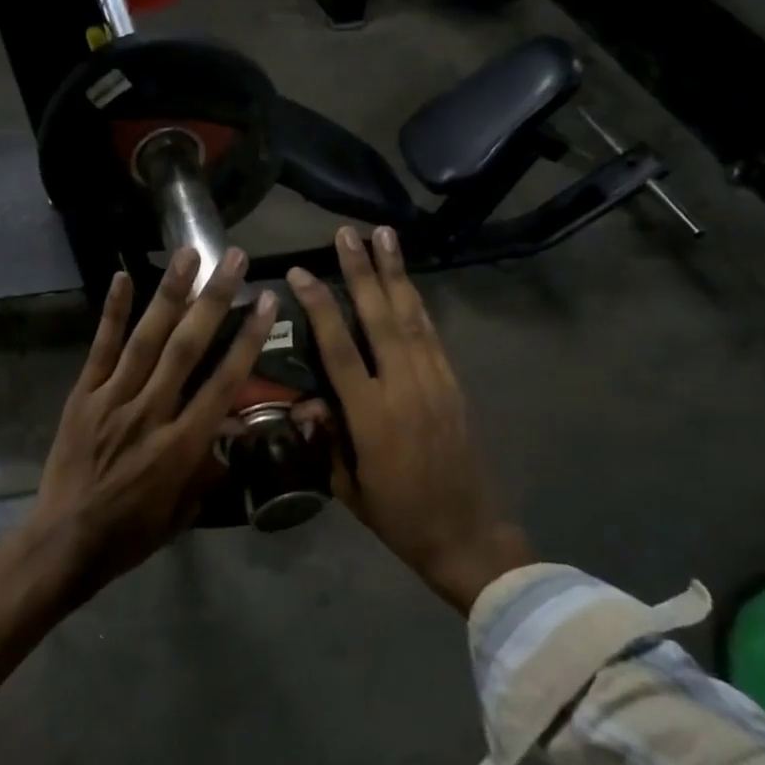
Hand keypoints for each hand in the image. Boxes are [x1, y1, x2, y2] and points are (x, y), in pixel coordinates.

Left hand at [0, 247, 278, 677]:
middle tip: (233, 259)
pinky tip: (123, 277)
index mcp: (181, 445)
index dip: (248, 339)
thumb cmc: (131, 534)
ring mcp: (112, 400)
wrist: (64, 542)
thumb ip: (209, 468)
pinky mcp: (82, 396)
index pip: (223, 382)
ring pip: (146, 339)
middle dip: (214, 300)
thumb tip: (231, 432)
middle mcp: (150, 413)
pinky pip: (100, 349)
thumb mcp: (184, 511)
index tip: (267, 301)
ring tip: (188, 254)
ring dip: (169, 294)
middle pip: (187, 348)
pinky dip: (113, 313)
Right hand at [288, 226, 529, 614]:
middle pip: (380, 319)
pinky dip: (417, 305)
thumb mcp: (346, 483)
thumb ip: (325, 438)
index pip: (339, 349)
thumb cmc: (395, 513)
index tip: (302, 273)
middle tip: (349, 233)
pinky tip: (407, 284)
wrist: (463, 531)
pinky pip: (432, 336)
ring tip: (385, 236)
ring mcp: (434, 383)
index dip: (319, 308)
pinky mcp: (452, 385)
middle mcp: (404, 388)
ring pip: (411, 318)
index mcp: (370, 416)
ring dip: (396, 275)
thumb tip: (306, 403)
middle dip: (363, 272)